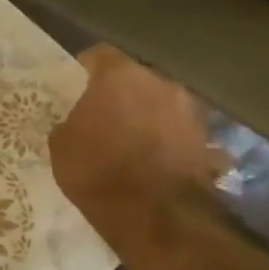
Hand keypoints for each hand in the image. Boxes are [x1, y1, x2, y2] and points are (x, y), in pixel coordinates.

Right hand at [49, 46, 221, 253]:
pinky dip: (167, 140)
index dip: (85, 68)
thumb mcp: (61, 145)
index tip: (74, 84)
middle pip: (136, 78)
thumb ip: (69, 123)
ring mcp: (190, 112)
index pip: (100, 55)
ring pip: (161, 104)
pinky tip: (153, 159)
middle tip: (100, 112)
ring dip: (147, 115)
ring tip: (129, 138)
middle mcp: (161, 84)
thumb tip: (75, 122)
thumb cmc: (96, 170)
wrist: (154, 215)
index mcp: (120, 77)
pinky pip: (178, 132)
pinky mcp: (207, 141)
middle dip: (120, 92)